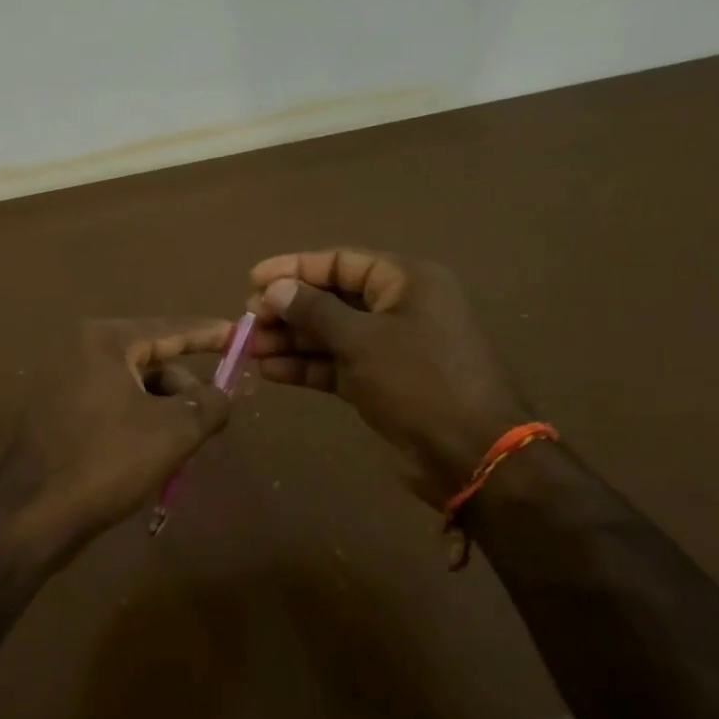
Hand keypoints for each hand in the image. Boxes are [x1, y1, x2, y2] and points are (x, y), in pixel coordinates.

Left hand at [0, 319, 233, 563]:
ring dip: (166, 412)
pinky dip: (141, 422)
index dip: (211, 333)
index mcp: (105, 341)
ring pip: (136, 387)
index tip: (244, 335)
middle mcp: (82, 351)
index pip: (171, 328)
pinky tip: (156, 455)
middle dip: (187, 389)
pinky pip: (115, 406)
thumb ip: (210, 404)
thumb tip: (225, 394)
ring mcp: (66, 382)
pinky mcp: (60, 413)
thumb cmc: (106, 461)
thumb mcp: (173, 431)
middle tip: (215, 417)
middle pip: (154, 359)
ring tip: (183, 448)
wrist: (32, 515)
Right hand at [246, 249, 531, 503]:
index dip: (295, 268)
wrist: (470, 455)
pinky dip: (306, 366)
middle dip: (289, 308)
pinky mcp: (380, 382)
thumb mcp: (362, 340)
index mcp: (407, 282)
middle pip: (333, 298)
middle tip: (248, 319)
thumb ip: (314, 311)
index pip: (342, 262)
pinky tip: (269, 370)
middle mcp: (399, 308)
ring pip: (331, 334)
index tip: (253, 279)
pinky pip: (336, 364)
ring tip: (248, 347)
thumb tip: (275, 289)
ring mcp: (390, 348)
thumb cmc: (419, 381)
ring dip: (290, 340)